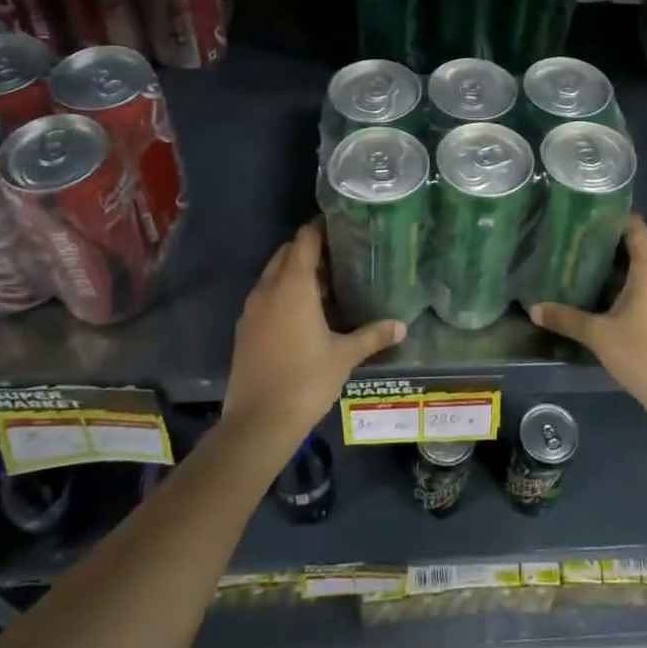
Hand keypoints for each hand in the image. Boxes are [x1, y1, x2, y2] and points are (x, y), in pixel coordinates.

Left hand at [223, 222, 404, 442]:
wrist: (258, 423)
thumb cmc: (306, 380)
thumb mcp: (345, 356)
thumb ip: (373, 335)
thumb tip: (402, 326)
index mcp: (293, 286)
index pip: (304, 240)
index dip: (320, 228)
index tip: (341, 224)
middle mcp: (268, 289)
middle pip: (286, 254)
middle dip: (309, 249)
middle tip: (339, 253)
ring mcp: (252, 310)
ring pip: (273, 275)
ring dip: (294, 271)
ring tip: (325, 281)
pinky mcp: (244, 330)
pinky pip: (265, 297)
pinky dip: (282, 293)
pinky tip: (303, 311)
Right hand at [531, 216, 646, 429]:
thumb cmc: (642, 355)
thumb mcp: (598, 335)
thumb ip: (566, 318)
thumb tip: (534, 308)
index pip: (634, 226)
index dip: (611, 217)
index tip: (585, 216)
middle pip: (639, 245)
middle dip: (609, 242)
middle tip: (577, 241)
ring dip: (621, 265)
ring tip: (587, 265)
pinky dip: (634, 282)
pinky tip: (609, 293)